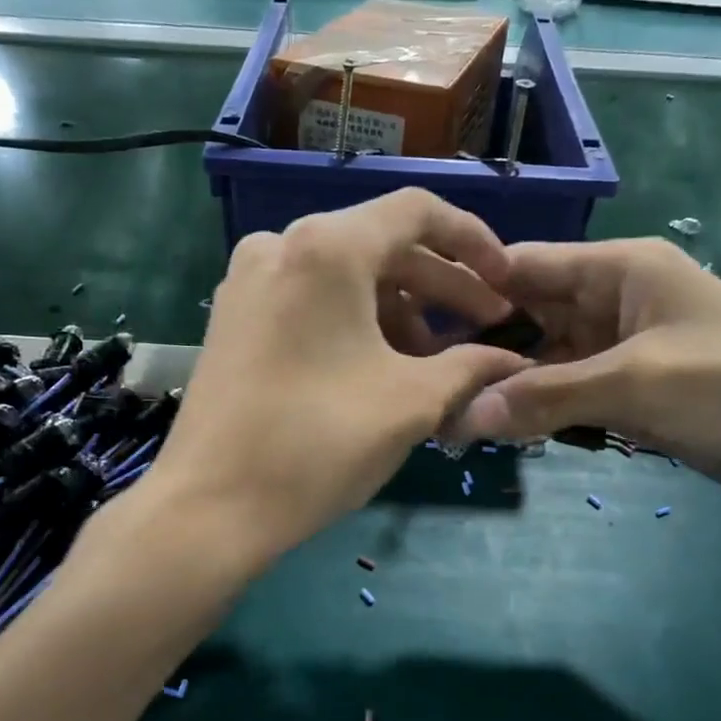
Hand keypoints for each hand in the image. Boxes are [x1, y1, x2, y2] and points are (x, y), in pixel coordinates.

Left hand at [146, 189, 528, 569]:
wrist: (209, 508)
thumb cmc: (319, 443)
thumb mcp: (412, 401)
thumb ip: (471, 366)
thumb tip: (511, 359)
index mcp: (327, 247)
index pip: (418, 212)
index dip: (474, 243)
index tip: (506, 285)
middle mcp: (281, 245)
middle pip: (381, 244)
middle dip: (441, 288)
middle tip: (484, 331)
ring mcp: (249, 280)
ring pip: (346, 276)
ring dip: (400, 311)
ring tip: (433, 364)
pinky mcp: (235, 318)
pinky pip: (311, 300)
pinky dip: (355, 323)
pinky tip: (381, 367)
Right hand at [451, 239, 720, 527]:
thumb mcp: (637, 382)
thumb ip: (547, 396)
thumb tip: (462, 416)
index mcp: (622, 269)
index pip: (528, 265)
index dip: (475, 290)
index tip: (421, 325)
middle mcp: (619, 300)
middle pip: (534, 314)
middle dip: (489, 346)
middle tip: (434, 380)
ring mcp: (628, 348)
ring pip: (552, 358)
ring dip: (515, 384)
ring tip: (458, 409)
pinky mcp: (638, 391)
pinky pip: (575, 391)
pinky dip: (545, 407)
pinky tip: (506, 426)